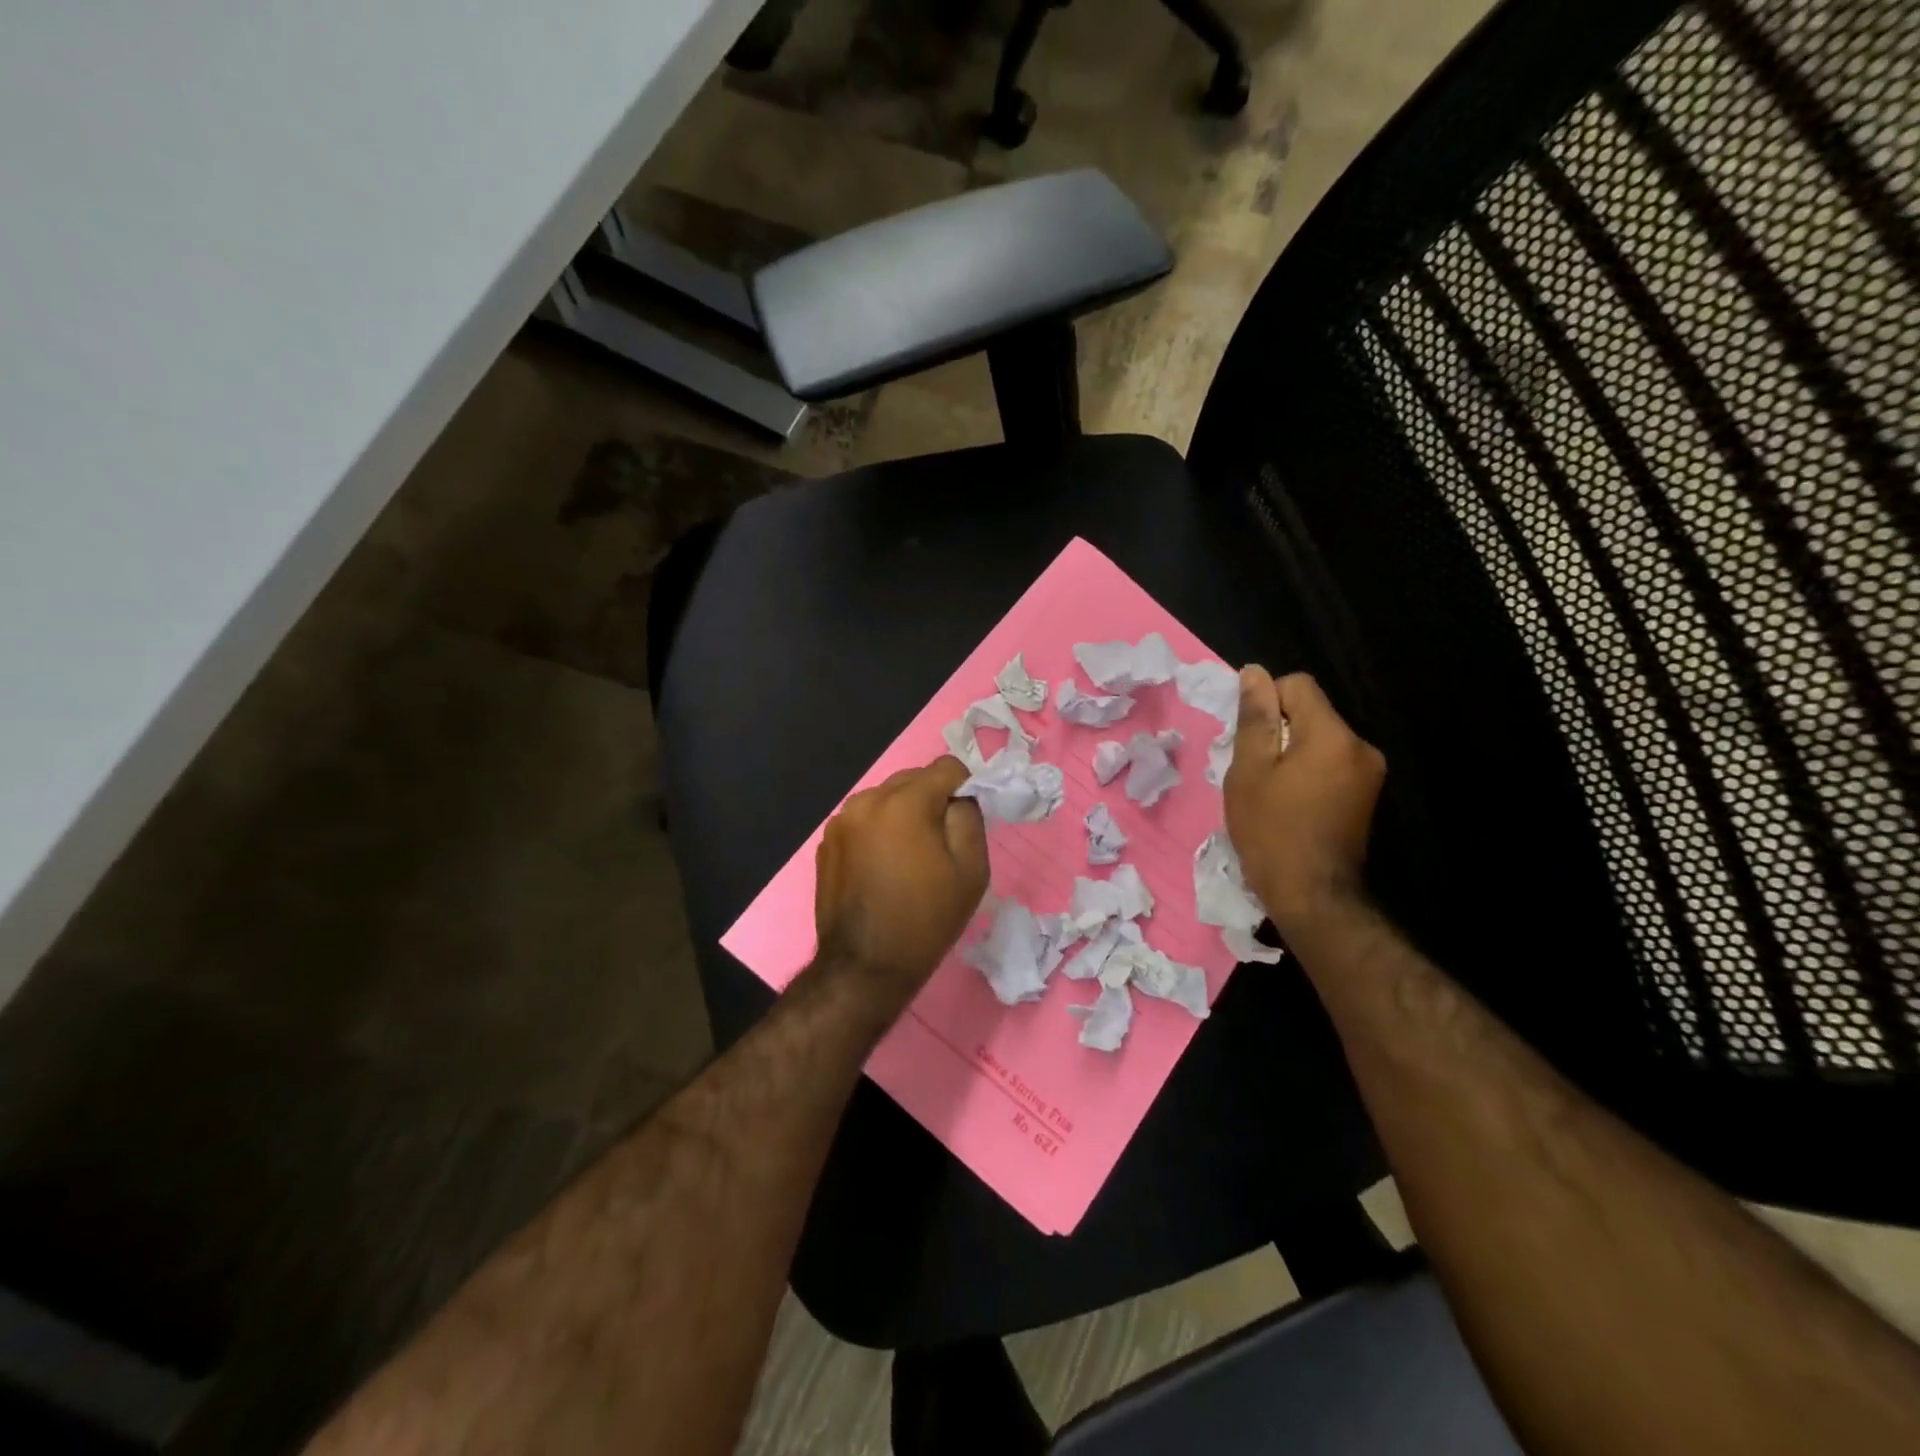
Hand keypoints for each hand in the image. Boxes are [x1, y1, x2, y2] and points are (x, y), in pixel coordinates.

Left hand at [814, 757, 988, 1007]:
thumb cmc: (926, 918)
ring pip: (886, 799)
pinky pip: (864, 821)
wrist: (865, 967)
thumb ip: (969, 816)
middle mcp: (867, 799)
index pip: (947, 767)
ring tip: (909, 859)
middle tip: (939, 844)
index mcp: (904, 801)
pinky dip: (879, 832)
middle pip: (913, 779)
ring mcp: (841, 821)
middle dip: (931, 800)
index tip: (965, 823)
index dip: (964, 789)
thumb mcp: (971, 869)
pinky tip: (882, 869)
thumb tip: (960, 795)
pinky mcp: (826, 843)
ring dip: (903, 815)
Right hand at [1224, 667, 1385, 936]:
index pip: (1298, 686)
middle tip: (1255, 772)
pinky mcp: (1368, 795)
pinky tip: (1293, 804)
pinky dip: (1309, 772)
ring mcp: (1369, 773)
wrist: (1312, 896)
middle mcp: (1361, 746)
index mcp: (1332, 735)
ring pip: (1320, 739)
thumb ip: (1255, 719)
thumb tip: (1254, 673)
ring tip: (1272, 792)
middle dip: (1280, 731)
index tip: (1250, 741)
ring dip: (1293, 753)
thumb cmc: (1271, 831)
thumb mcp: (1249, 771)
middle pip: (1311, 713)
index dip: (1266, 703)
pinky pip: (1332, 763)